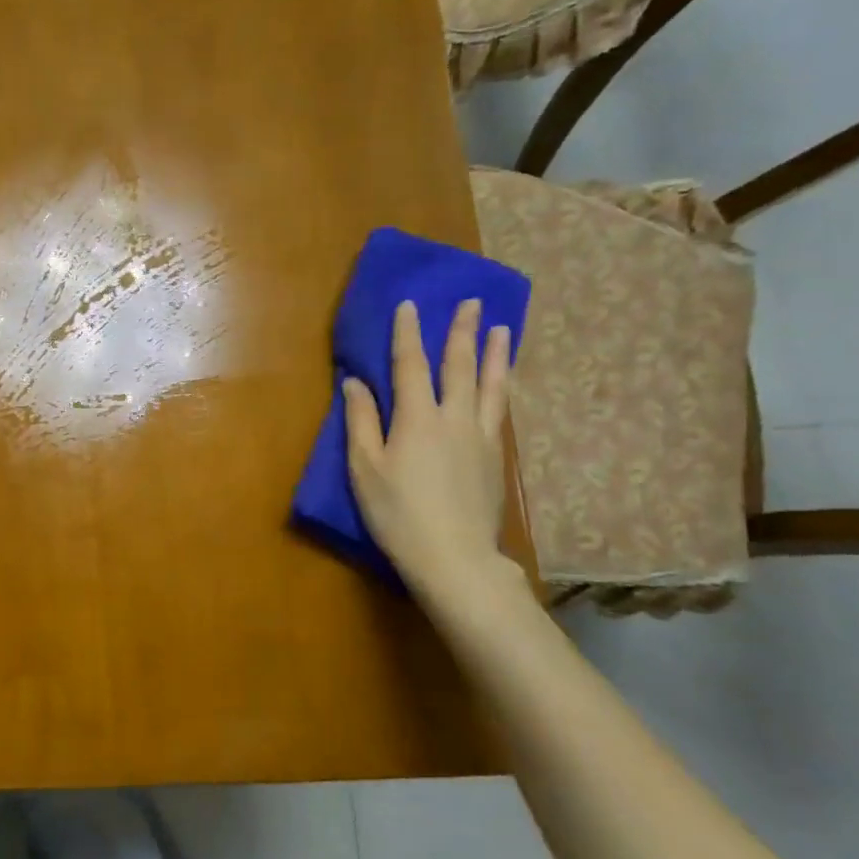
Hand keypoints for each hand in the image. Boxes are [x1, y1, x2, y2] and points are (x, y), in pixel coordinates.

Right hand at [342, 299, 516, 604]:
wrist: (454, 557)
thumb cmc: (397, 513)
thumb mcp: (365, 468)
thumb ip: (361, 422)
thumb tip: (355, 383)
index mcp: (417, 418)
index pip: (411, 364)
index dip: (408, 332)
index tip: (409, 304)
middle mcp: (454, 418)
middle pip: (459, 366)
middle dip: (461, 331)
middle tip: (470, 301)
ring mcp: (481, 438)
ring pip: (491, 386)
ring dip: (494, 354)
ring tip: (501, 328)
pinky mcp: (496, 459)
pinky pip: (501, 411)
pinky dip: (502, 388)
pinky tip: (504, 384)